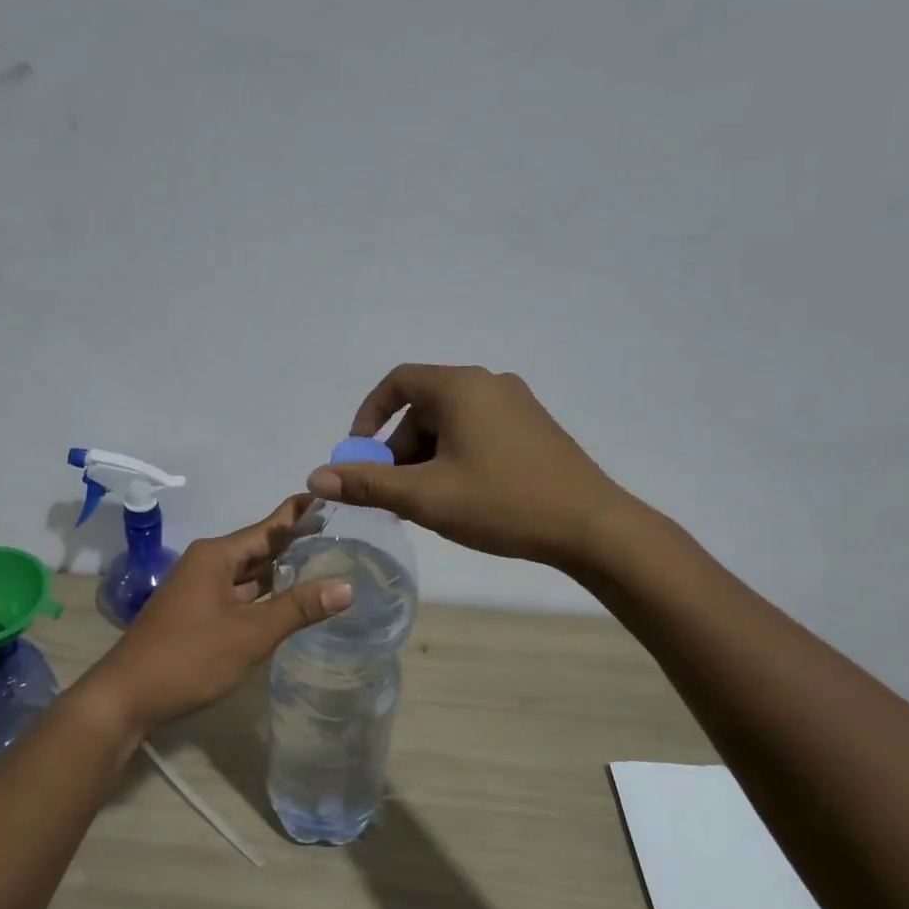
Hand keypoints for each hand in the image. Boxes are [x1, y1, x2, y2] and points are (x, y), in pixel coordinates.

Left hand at [77, 496, 353, 733]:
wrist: (127, 697)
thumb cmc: (189, 657)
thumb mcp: (249, 633)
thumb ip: (297, 608)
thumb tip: (347, 586)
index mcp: (216, 556)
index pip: (268, 527)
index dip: (300, 514)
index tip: (332, 498)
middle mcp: (207, 564)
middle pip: (259, 548)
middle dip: (296, 544)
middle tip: (342, 536)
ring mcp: (200, 590)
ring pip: (249, 574)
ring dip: (281, 572)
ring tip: (326, 564)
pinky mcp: (198, 614)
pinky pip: (239, 595)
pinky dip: (265, 596)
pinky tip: (290, 602)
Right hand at [308, 364, 626, 567]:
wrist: (592, 526)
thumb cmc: (502, 503)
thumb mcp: (426, 497)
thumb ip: (368, 484)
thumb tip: (316, 477)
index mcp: (461, 387)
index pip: (397, 382)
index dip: (368, 417)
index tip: (359, 456)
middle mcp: (489, 384)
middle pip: (423, 407)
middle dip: (398, 449)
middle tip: (393, 494)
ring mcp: (517, 405)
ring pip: (451, 424)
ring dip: (426, 458)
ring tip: (427, 504)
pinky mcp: (534, 429)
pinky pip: (477, 433)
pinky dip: (455, 458)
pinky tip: (461, 498)